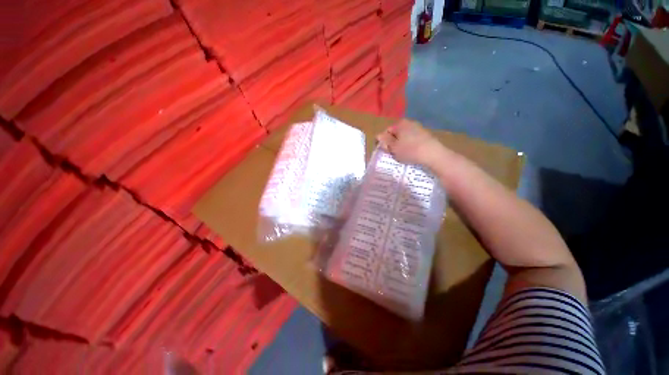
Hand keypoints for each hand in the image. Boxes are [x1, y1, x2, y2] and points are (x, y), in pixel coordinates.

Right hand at [376, 119, 444, 166]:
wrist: (433, 154)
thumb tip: (378, 136)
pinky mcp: (425, 134)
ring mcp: (418, 128)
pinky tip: (411, 153)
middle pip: (395, 133)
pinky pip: (412, 139)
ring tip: (401, 155)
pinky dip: (409, 145)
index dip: (382, 141)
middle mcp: (409, 122)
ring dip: (400, 145)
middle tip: (392, 153)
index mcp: (400, 123)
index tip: (383, 151)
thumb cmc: (409, 150)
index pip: (386, 131)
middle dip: (392, 143)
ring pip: (403, 137)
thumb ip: (384, 141)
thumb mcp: (393, 147)